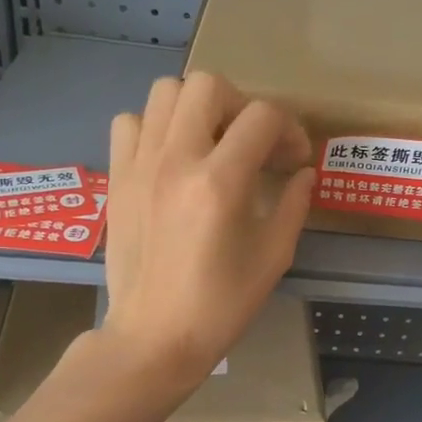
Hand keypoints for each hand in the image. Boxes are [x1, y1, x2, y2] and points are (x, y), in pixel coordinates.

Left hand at [103, 72, 314, 385]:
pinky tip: (170, 157)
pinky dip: (154, 127)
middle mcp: (176, 160)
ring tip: (210, 142)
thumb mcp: (273, 257)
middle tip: (251, 143)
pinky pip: (130, 122)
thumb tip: (303, 172)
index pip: (262, 117)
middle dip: (241, 105)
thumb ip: (294, 204)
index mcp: (220, 182)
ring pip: (165, 91)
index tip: (294, 159)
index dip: (289, 129)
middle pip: (209, 85)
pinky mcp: (117, 177)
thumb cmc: (220, 305)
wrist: (153, 337)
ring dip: (196, 108)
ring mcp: (139, 165)